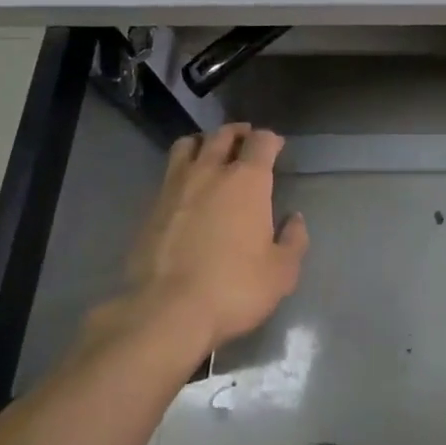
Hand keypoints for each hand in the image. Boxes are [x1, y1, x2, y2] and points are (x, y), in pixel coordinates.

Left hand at [124, 123, 309, 355]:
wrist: (167, 311)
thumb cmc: (233, 288)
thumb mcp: (281, 273)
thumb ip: (293, 241)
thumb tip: (293, 219)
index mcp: (248, 180)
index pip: (261, 141)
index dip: (270, 140)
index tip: (276, 148)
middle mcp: (211, 171)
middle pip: (224, 134)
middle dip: (238, 133)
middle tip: (245, 142)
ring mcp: (177, 185)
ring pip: (189, 144)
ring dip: (204, 142)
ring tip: (210, 153)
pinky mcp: (152, 205)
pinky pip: (169, 171)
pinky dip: (181, 169)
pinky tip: (186, 187)